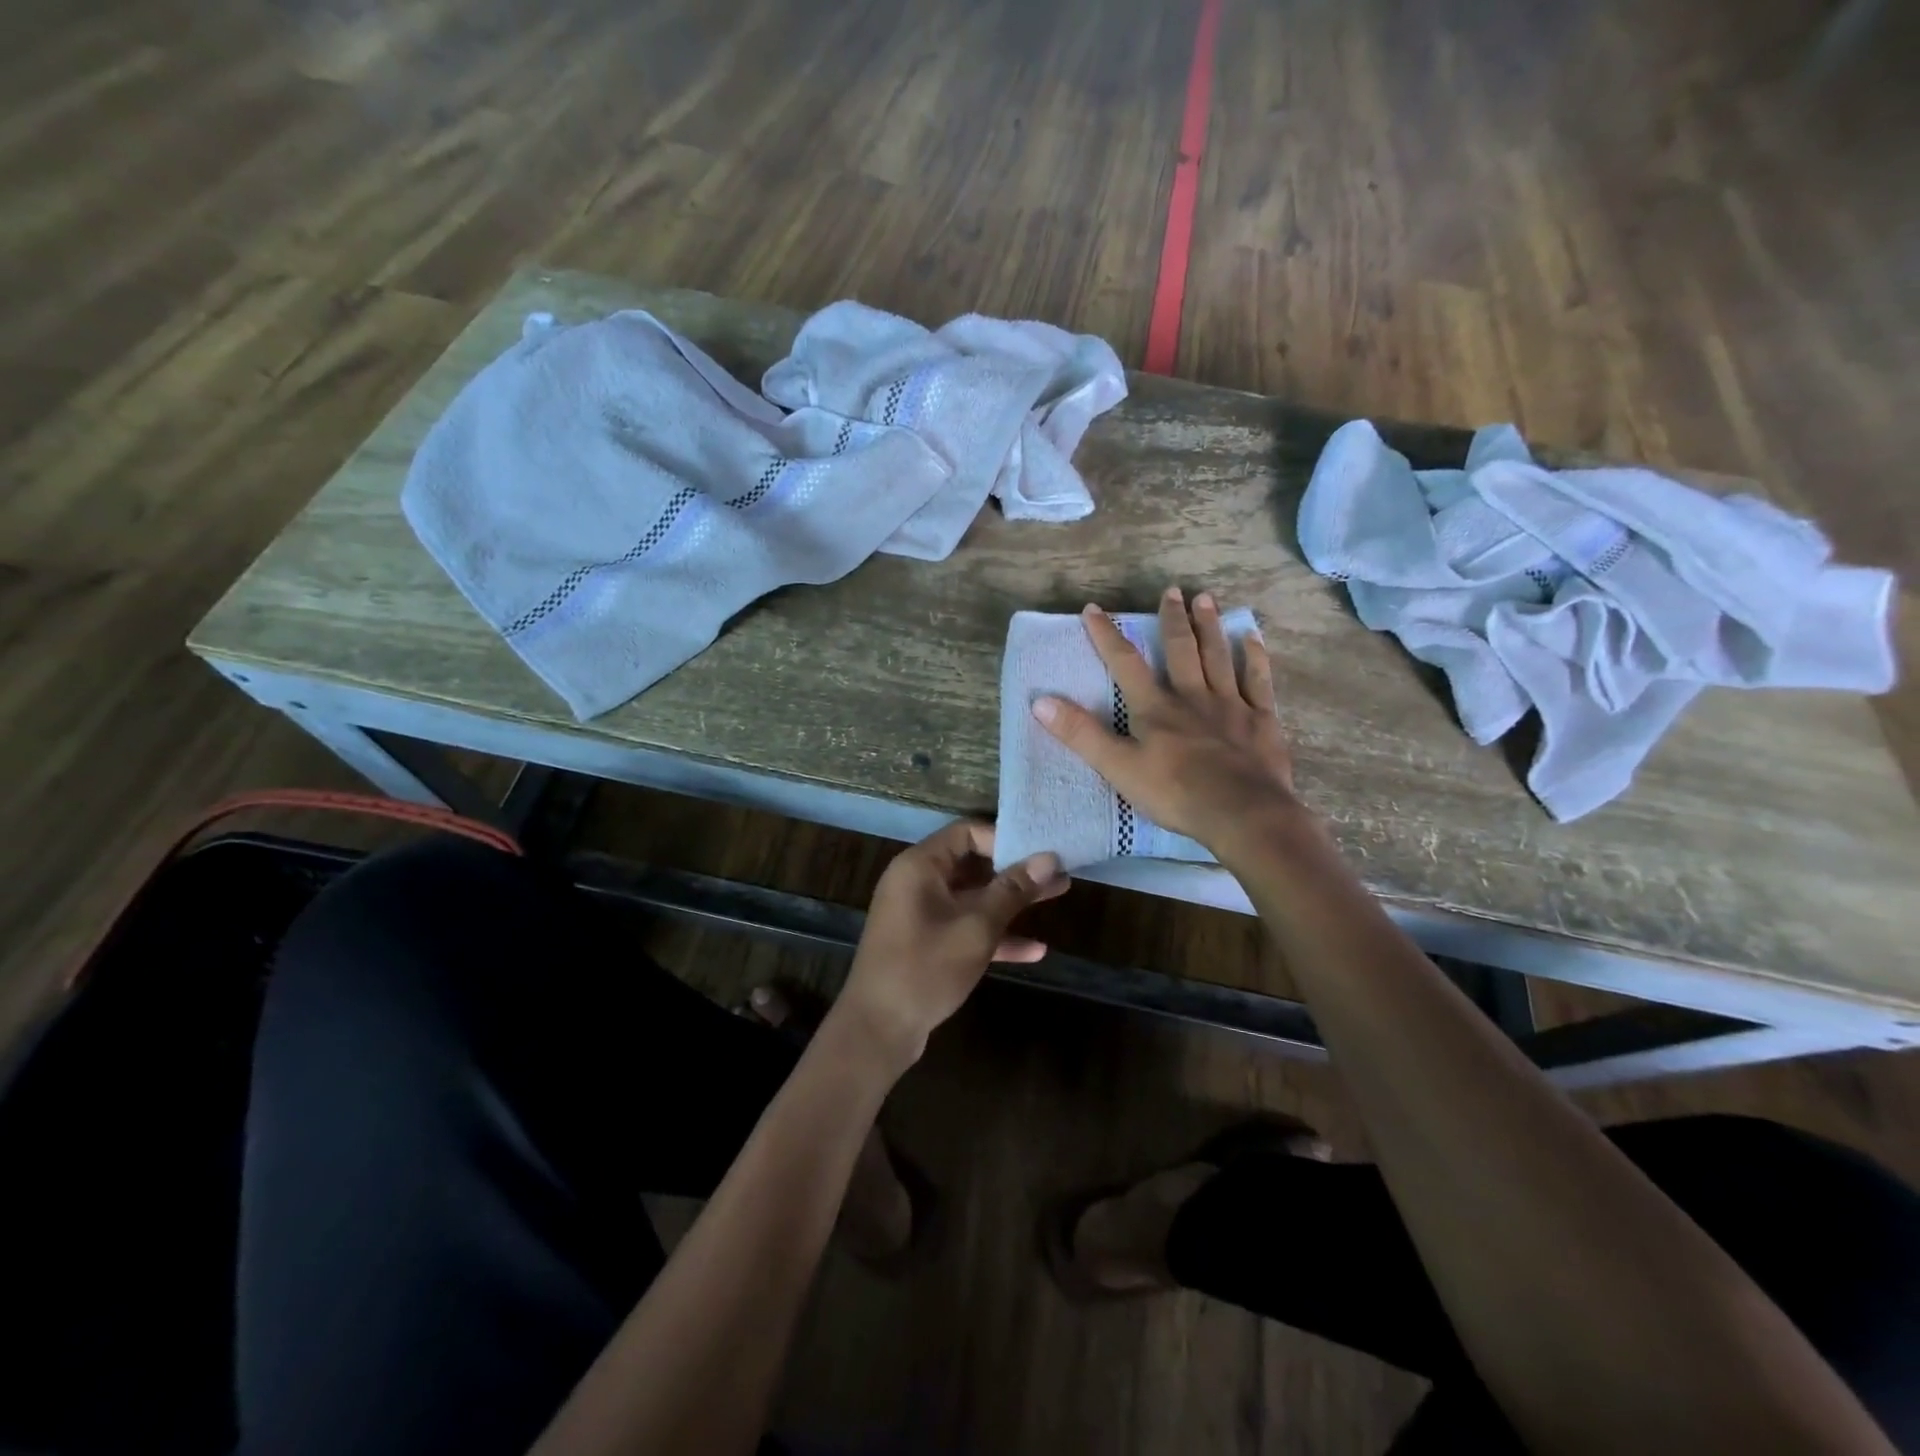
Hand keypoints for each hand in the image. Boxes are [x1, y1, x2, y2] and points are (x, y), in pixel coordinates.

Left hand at [835, 820, 1068, 1069]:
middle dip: (1016, 869)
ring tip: (1059, 895)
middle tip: (1059, 869)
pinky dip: (995, 934)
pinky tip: (1035, 950)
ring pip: (973, 898)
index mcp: (920, 866)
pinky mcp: (927, 944)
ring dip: (1012, 900)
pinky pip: (965, 927)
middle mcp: (918, 882)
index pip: (967, 832)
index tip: (1040, 849)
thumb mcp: (976, 927)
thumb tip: (1049, 857)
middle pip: (973, 864)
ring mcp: (921, 914)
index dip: (1005, 837)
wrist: (878, 1029)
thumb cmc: (926, 968)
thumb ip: (1013, 890)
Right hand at [1032, 587, 1303, 858]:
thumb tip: (1040, 701)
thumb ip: (1081, 734)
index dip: (1107, 636)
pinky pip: (1258, 681)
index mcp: (1155, 708)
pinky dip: (1255, 658)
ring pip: (1218, 657)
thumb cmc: (1176, 794)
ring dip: (1210, 627)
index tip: (1093, 609)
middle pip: (1180, 650)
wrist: (1243, 814)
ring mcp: (1231, 705)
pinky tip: (1253, 638)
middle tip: (1172, 590)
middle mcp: (1192, 696)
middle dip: (1172, 619)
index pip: (1125, 664)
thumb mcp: (1118, 768)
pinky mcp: (1261, 721)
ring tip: (1206, 599)